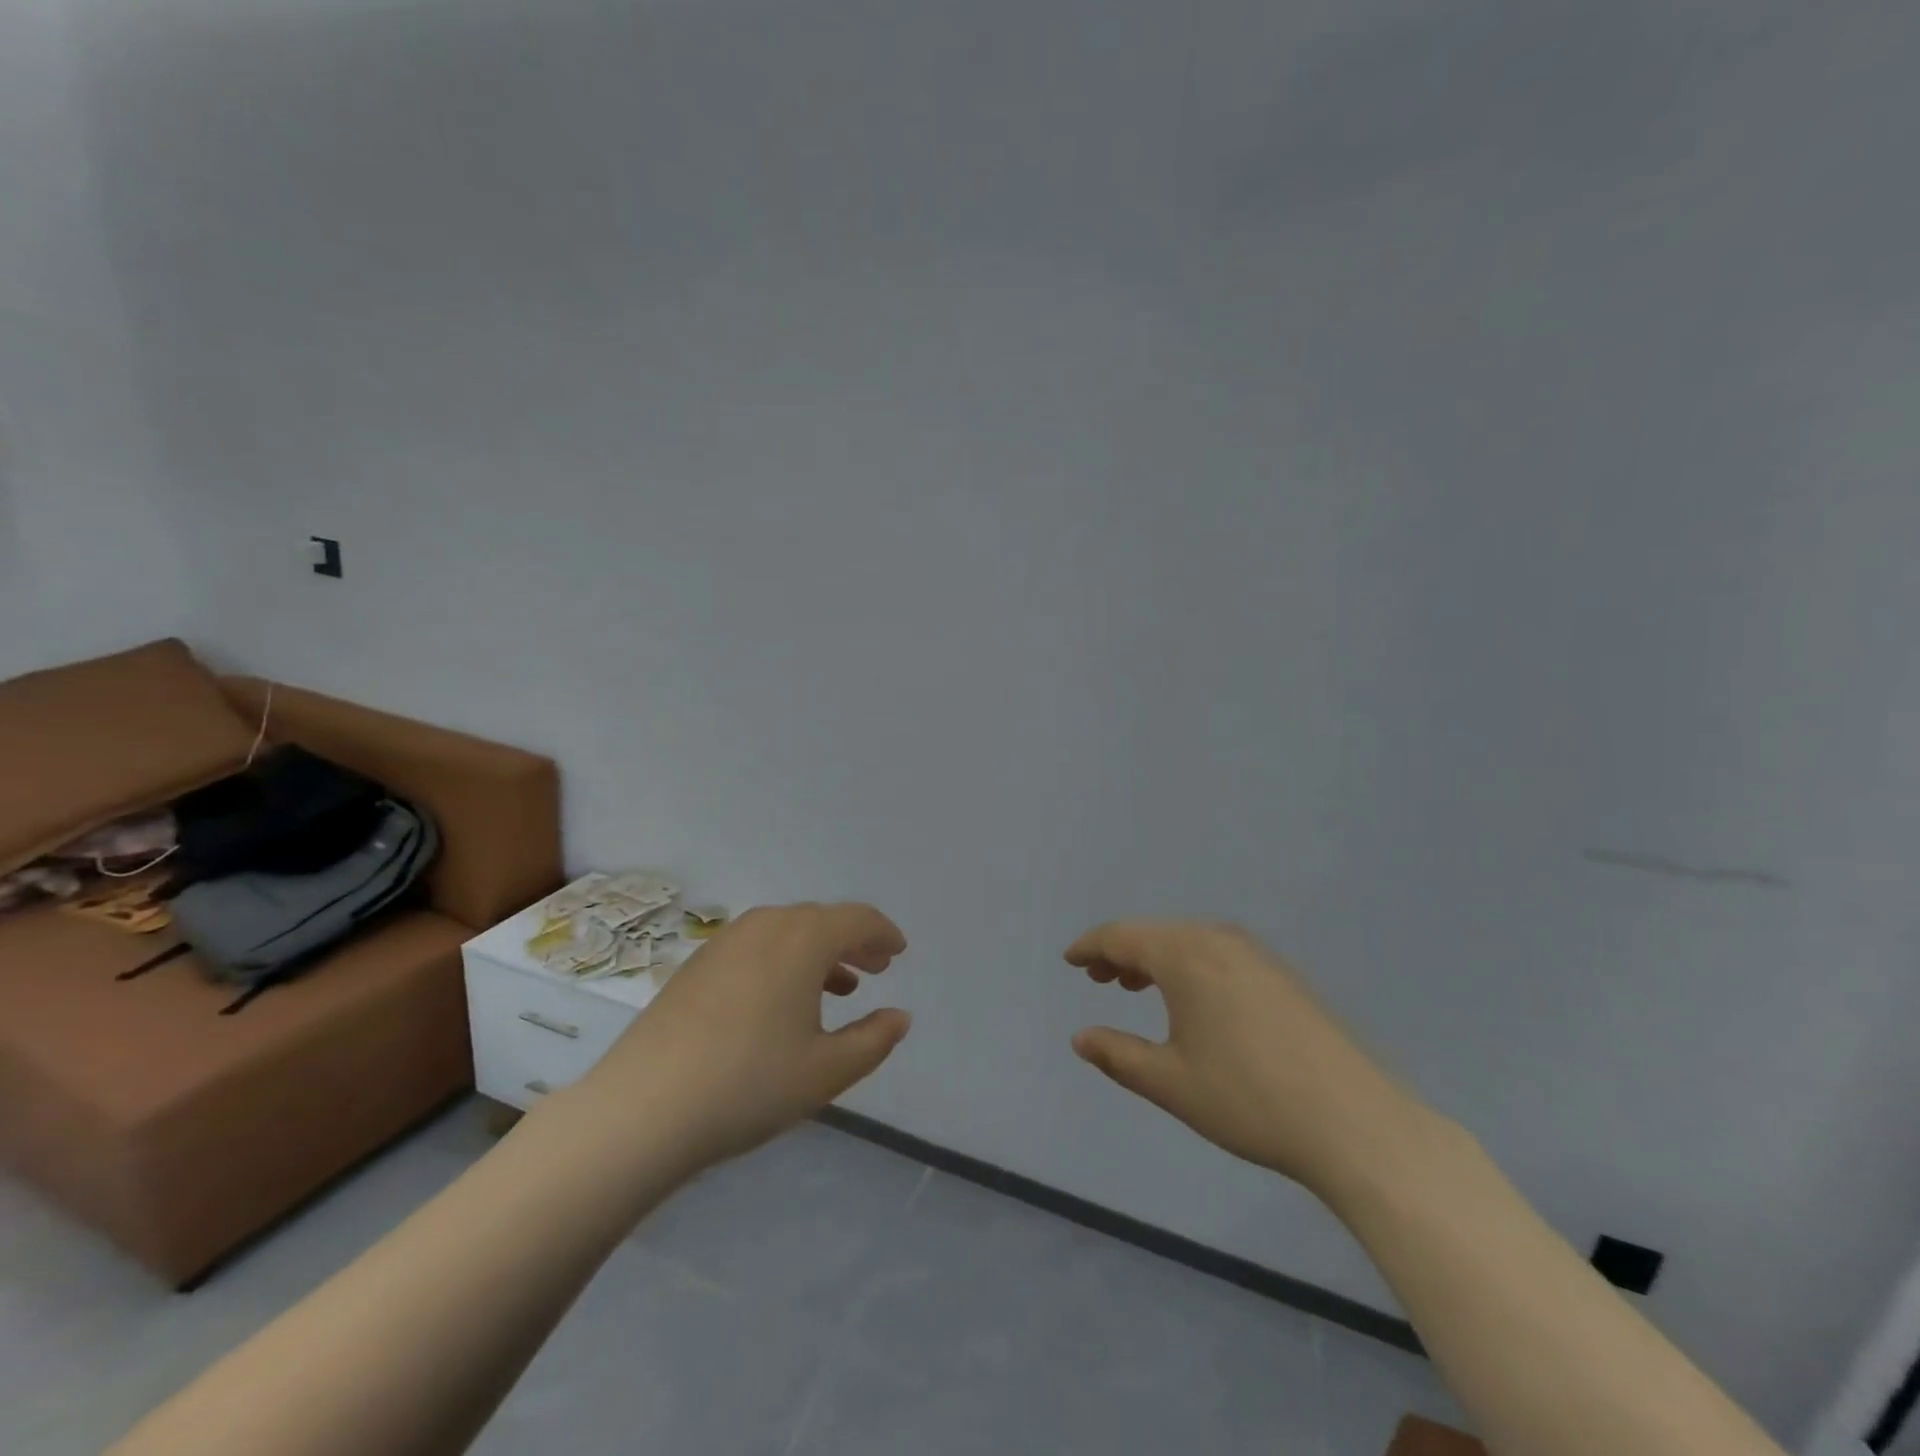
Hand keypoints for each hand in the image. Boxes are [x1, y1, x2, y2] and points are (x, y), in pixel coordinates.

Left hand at [580, 903, 910, 1172]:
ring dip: (818, 952)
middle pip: (821, 920)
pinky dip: (783, 961)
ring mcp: (725, 942)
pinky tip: (782, 1001)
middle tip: (876, 968)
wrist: (642, 1109)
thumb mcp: (827, 1071)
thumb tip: (900, 1016)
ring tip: (837, 987)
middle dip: (853, 941)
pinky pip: (756, 947)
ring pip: (786, 932)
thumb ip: (873, 1039)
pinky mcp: (696, 965)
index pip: (856, 919)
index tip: (898, 952)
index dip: (883, 933)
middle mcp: (765, 925)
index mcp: (803, 938)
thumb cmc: (749, 1085)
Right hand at [1067, 921, 1421, 1196]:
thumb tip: (1080, 1038)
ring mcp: (1256, 954)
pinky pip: (1216, 953)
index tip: (1070, 961)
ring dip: (1154, 959)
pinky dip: (1188, 966)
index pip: (1121, 936)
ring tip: (1135, 987)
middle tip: (1098, 980)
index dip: (1090, 947)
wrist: (1354, 1123)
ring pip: (1187, 942)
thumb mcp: (1169, 1082)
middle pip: (1154, 933)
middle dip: (1120, 952)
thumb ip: (1117, 1055)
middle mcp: (1218, 939)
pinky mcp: (1281, 974)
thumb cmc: (1247, 1099)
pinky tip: (1190, 999)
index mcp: (1184, 955)